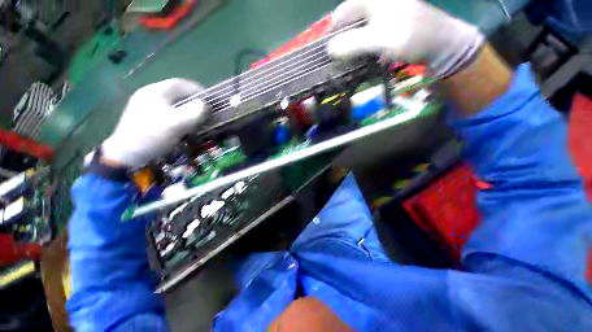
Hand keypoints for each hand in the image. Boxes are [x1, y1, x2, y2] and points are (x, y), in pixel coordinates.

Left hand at [102, 79, 208, 166]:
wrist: (126, 155)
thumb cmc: (152, 136)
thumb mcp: (177, 124)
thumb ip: (195, 112)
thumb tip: (205, 105)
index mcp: (156, 91)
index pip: (182, 84)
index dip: (199, 90)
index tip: (212, 101)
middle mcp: (150, 94)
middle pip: (177, 93)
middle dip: (194, 101)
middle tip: (205, 112)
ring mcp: (145, 105)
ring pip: (173, 103)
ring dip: (187, 109)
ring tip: (196, 120)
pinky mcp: (144, 115)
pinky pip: (167, 111)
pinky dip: (178, 115)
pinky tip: (182, 125)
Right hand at [328, 0, 484, 77]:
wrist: (440, 43)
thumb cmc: (411, 37)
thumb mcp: (378, 40)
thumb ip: (352, 44)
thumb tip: (328, 49)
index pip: (339, 16)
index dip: (331, 36)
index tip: (328, 57)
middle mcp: (374, 3)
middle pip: (347, 24)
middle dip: (341, 44)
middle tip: (338, 63)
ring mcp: (381, 14)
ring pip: (356, 32)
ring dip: (350, 48)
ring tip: (348, 64)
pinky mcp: (386, 26)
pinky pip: (366, 37)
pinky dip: (361, 49)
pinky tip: (361, 59)